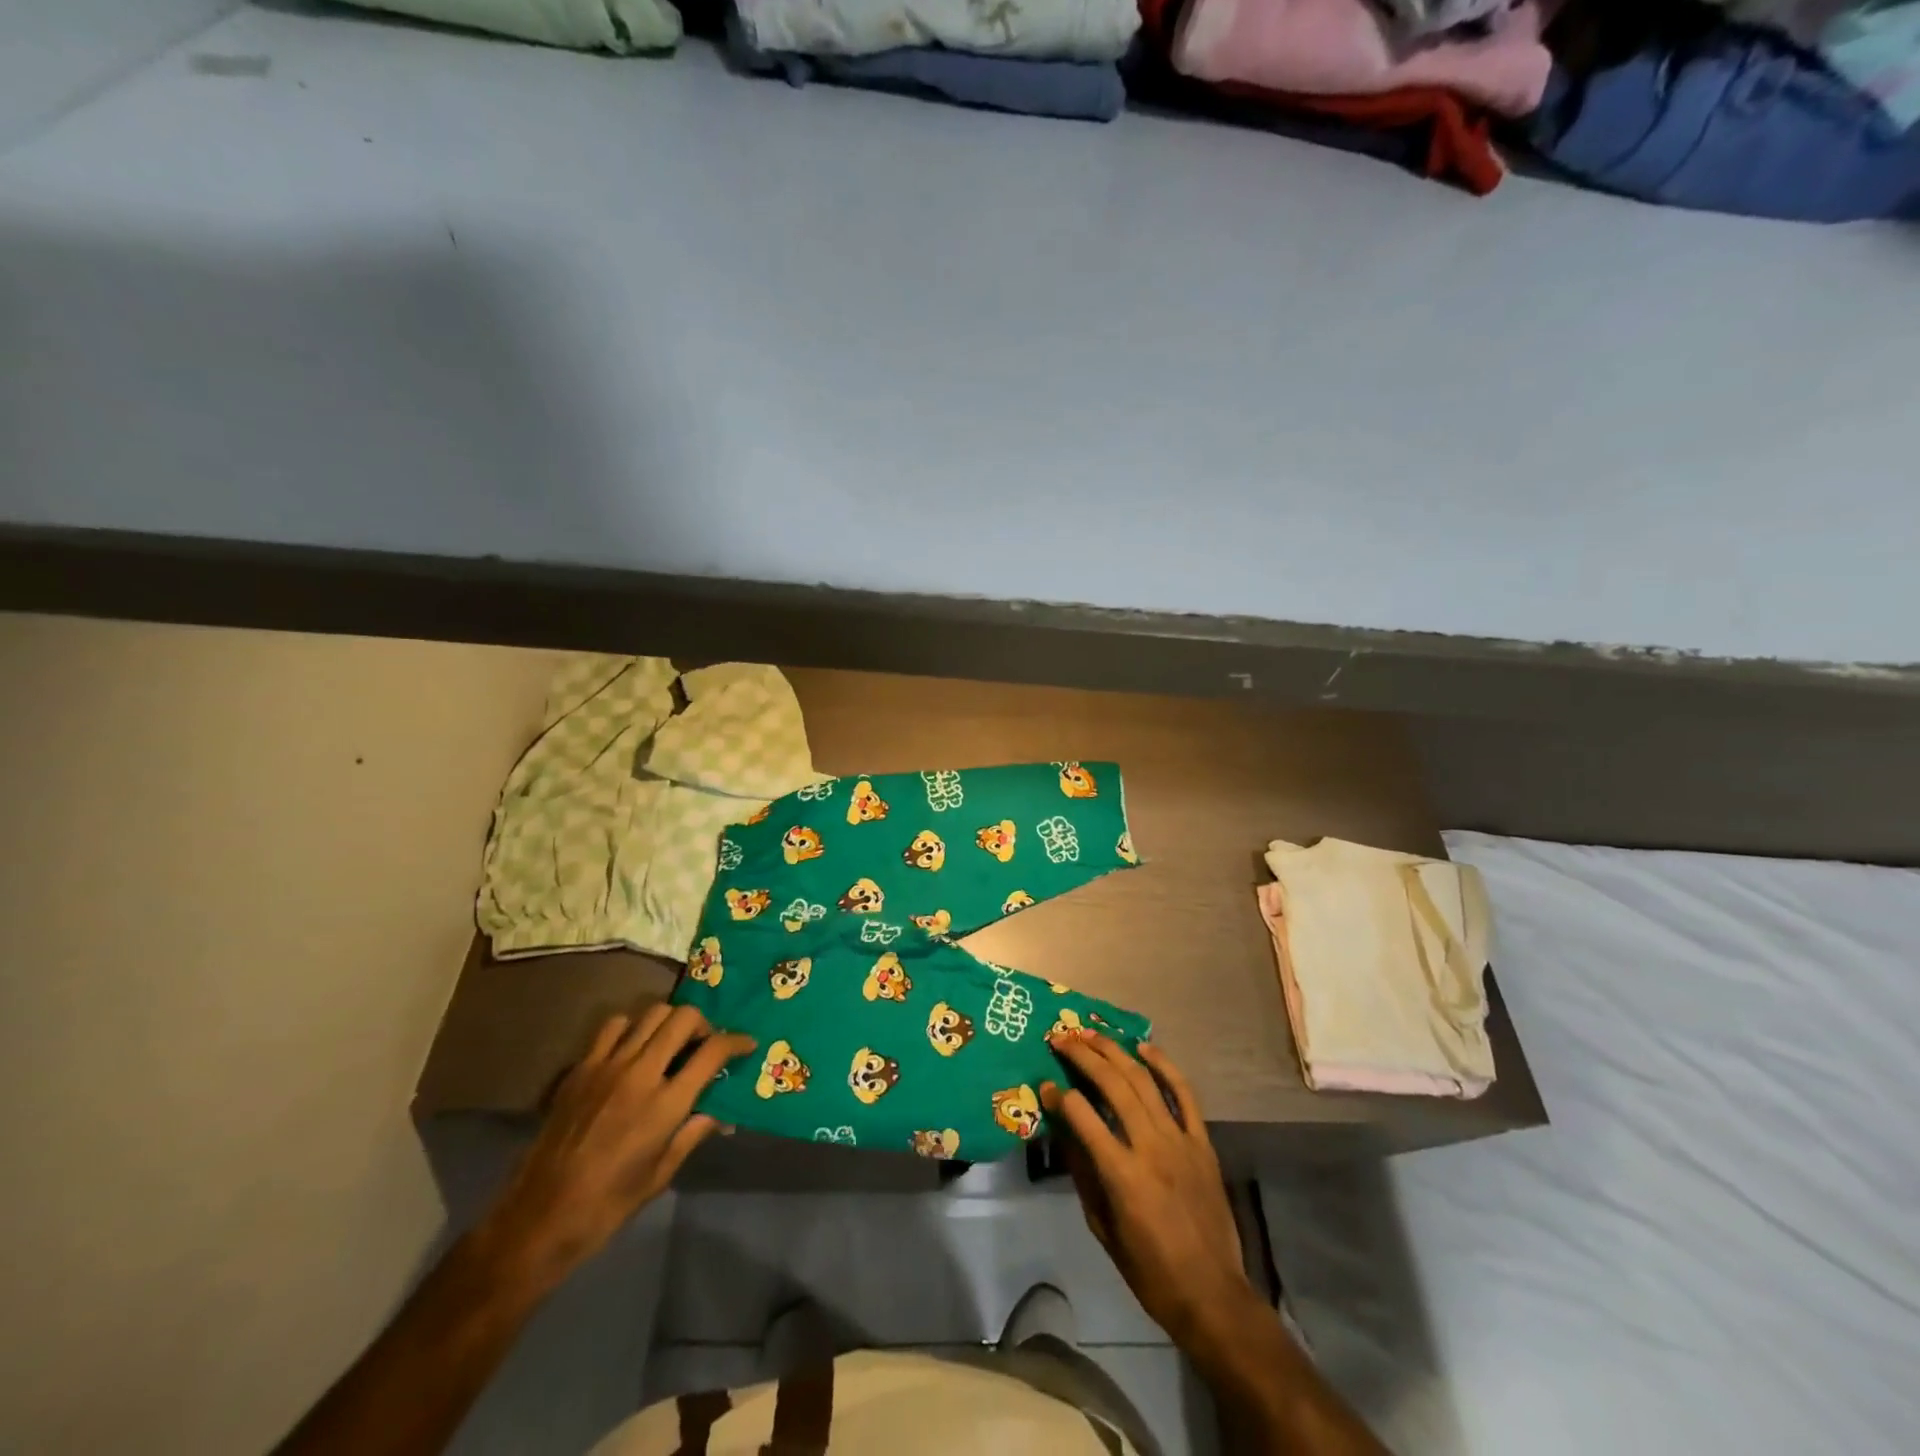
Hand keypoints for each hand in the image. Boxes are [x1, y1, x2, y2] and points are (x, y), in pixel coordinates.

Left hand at [480, 1004, 754, 1287]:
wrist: (538, 1218)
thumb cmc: (608, 1205)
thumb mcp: (661, 1174)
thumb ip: (693, 1133)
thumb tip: (720, 1113)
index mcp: (665, 1104)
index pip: (713, 1051)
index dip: (737, 1041)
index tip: (746, 1045)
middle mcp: (640, 1074)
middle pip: (684, 1018)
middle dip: (704, 1024)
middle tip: (705, 1043)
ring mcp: (607, 1066)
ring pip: (651, 1013)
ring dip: (670, 1022)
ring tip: (671, 1043)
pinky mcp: (581, 1068)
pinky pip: (613, 1026)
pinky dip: (632, 1027)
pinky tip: (632, 1049)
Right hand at [1042, 1031, 1249, 1345]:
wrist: (1212, 1294)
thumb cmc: (1149, 1270)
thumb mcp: (1103, 1228)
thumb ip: (1083, 1174)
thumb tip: (1064, 1131)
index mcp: (1122, 1175)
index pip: (1082, 1117)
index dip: (1059, 1096)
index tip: (1045, 1084)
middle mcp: (1151, 1147)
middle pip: (1113, 1085)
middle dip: (1083, 1056)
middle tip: (1061, 1039)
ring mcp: (1180, 1140)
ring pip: (1144, 1080)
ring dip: (1115, 1051)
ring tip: (1091, 1033)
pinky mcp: (1202, 1142)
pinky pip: (1184, 1094)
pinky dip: (1164, 1066)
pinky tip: (1143, 1047)